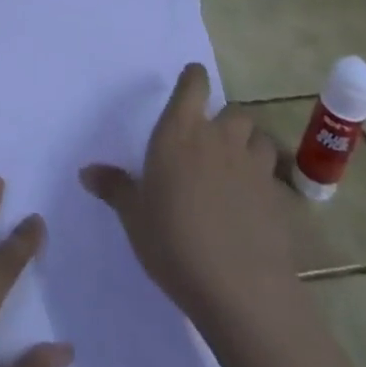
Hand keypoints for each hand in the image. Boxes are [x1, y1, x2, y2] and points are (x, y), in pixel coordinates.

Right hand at [80, 62, 294, 323]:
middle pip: (233, 111)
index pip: (193, 87)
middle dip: (225, 120)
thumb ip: (114, 188)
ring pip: (259, 138)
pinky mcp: (279, 198)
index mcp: (179, 133)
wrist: (240, 289)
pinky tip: (256, 203)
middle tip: (213, 138)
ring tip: (239, 164)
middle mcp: (219, 139)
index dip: (195, 78)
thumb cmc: (174, 242)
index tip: (194, 77)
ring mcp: (253, 167)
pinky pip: (274, 177)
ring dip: (250, 145)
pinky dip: (266, 181)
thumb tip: (86, 172)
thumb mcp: (134, 216)